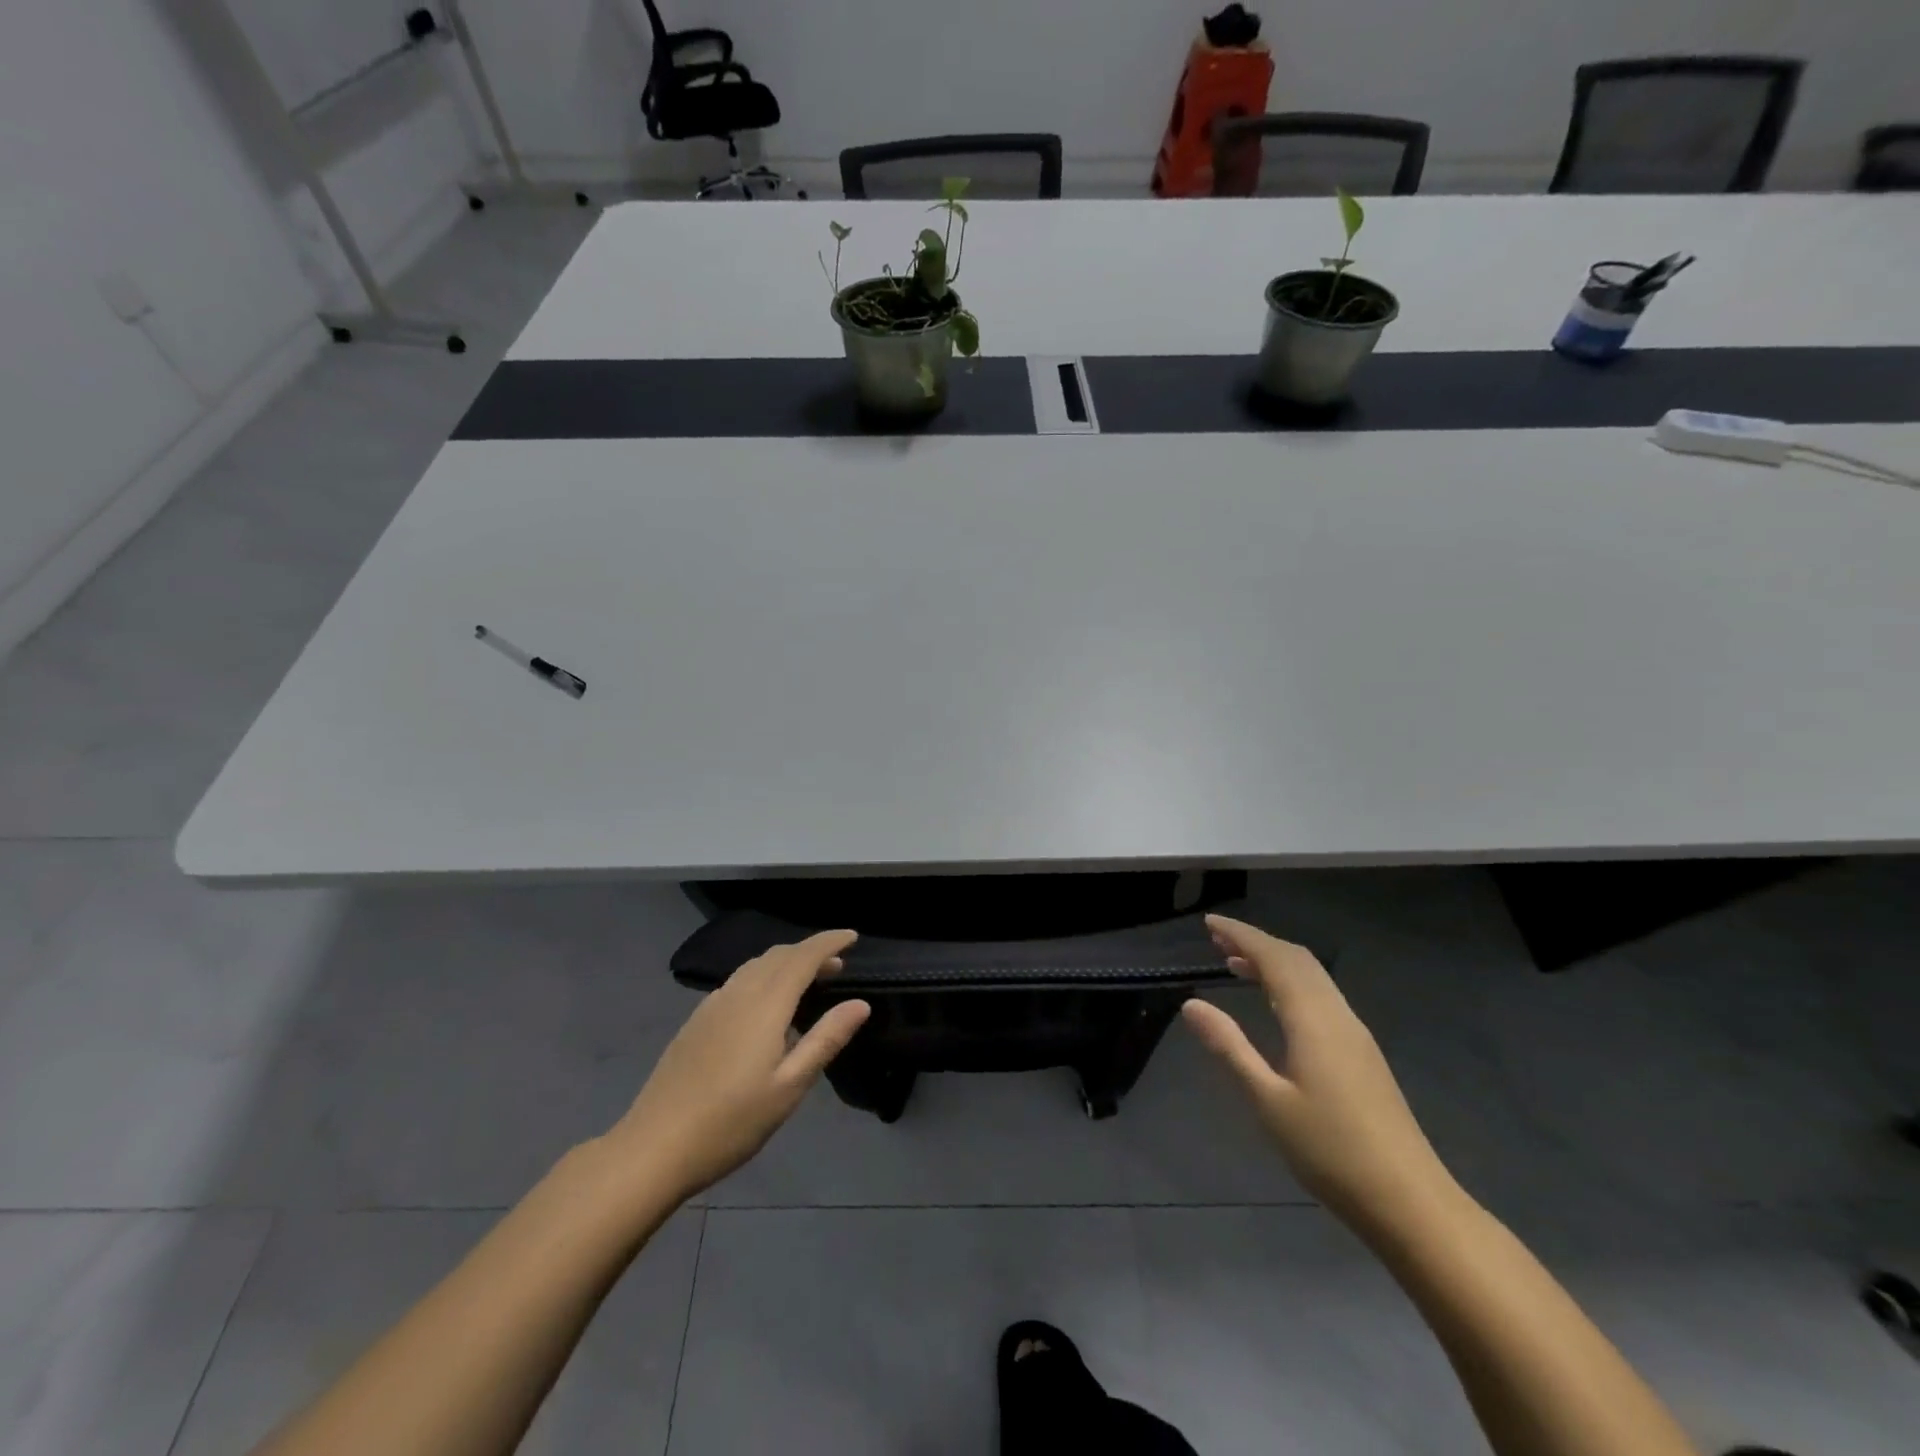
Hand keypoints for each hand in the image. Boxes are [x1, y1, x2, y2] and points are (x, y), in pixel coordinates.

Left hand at [603, 930, 870, 1202]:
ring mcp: (712, 1006)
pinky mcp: (696, 1021)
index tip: (853, 936)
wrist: (653, 1148)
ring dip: (786, 963)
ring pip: (755, 966)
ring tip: (808, 982)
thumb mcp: (789, 1087)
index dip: (829, 942)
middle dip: (810, 952)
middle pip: (778, 955)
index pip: (803, 957)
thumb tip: (860, 1004)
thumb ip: (826, 1039)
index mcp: (765, 1005)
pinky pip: (738, 981)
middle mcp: (738, 993)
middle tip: (838, 966)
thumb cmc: (730, 1122)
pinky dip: (763, 977)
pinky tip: (766, 1008)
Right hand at [1182, 915, 1456, 1234]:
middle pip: (1297, 960)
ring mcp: (1355, 1034)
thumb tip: (1191, 1003)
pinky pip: (1321, 996)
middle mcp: (1337, 1015)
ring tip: (1236, 964)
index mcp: (1313, 1020)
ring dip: (1275, 962)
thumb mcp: (1268, 1100)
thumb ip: (1230, 1047)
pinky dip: (1291, 983)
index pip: (1274, 958)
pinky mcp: (1362, 1054)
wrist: (1410, 1202)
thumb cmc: (1331, 1151)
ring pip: (1313, 977)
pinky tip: (1275, 1005)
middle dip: (1257, 942)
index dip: (1241, 935)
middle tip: (1217, 939)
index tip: (1209, 923)